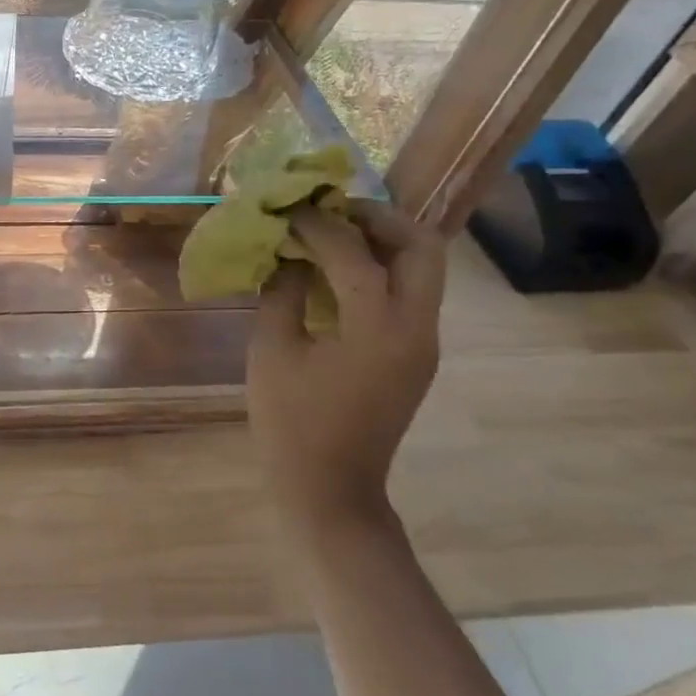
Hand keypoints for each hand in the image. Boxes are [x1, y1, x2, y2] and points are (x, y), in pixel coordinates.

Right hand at [247, 200, 445, 534]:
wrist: (330, 488)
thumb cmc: (291, 422)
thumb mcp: (272, 350)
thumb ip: (282, 292)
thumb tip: (287, 252)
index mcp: (378, 328)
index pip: (355, 253)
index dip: (318, 224)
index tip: (288, 208)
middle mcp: (416, 328)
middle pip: (422, 247)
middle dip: (378, 218)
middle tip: (331, 210)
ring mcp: (423, 342)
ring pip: (423, 267)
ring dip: (382, 240)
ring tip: (331, 233)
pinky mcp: (416, 354)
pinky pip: (408, 293)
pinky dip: (379, 269)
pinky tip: (335, 272)